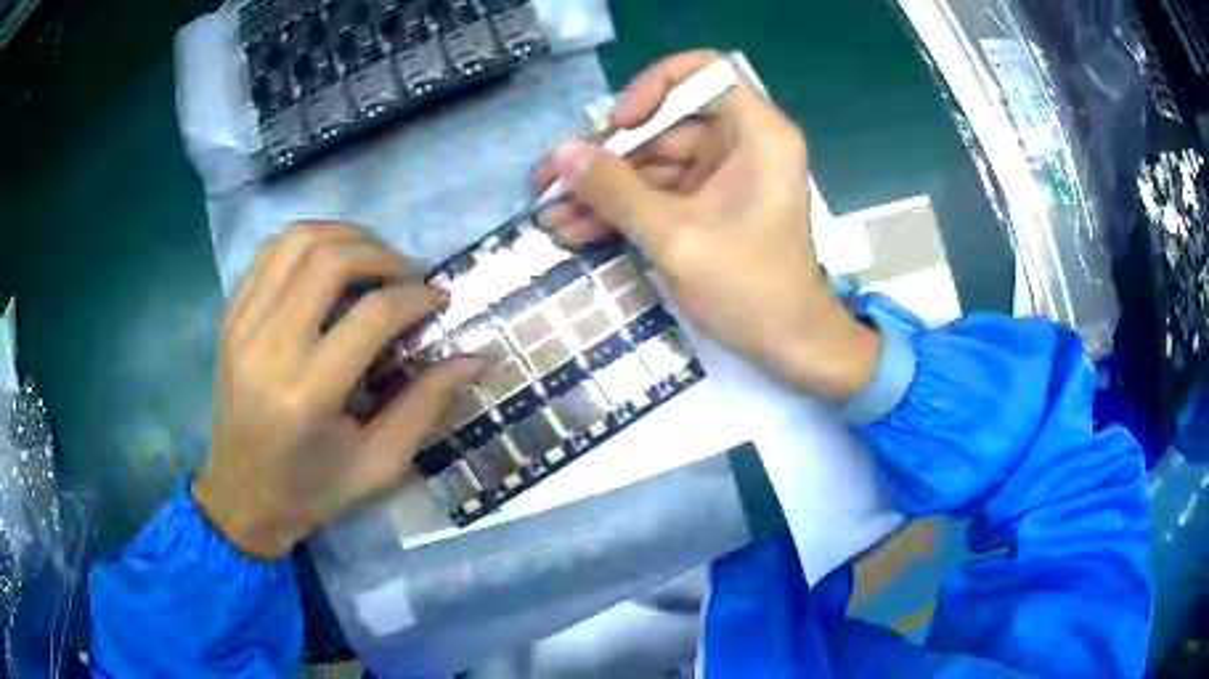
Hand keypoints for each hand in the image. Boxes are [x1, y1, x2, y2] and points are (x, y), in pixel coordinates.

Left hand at [193, 223, 484, 559]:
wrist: (241, 493)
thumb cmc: (312, 489)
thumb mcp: (379, 464)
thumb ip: (427, 405)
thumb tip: (477, 358)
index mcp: (307, 395)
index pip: (371, 314)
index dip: (416, 296)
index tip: (440, 298)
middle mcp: (268, 348)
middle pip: (330, 260)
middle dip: (383, 254)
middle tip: (410, 274)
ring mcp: (241, 324)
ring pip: (298, 240)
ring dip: (346, 236)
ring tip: (374, 257)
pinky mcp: (230, 315)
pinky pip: (271, 251)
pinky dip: (310, 241)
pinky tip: (332, 261)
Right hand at [534, 51, 879, 397]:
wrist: (788, 347)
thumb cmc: (749, 289)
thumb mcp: (676, 236)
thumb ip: (615, 190)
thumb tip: (560, 153)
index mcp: (757, 133)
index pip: (702, 73)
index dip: (653, 88)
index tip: (618, 124)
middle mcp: (742, 143)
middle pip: (664, 124)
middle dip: (605, 157)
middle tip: (549, 181)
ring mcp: (723, 175)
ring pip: (653, 163)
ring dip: (604, 190)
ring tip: (550, 215)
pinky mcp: (709, 204)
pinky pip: (659, 193)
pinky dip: (623, 210)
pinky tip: (576, 229)